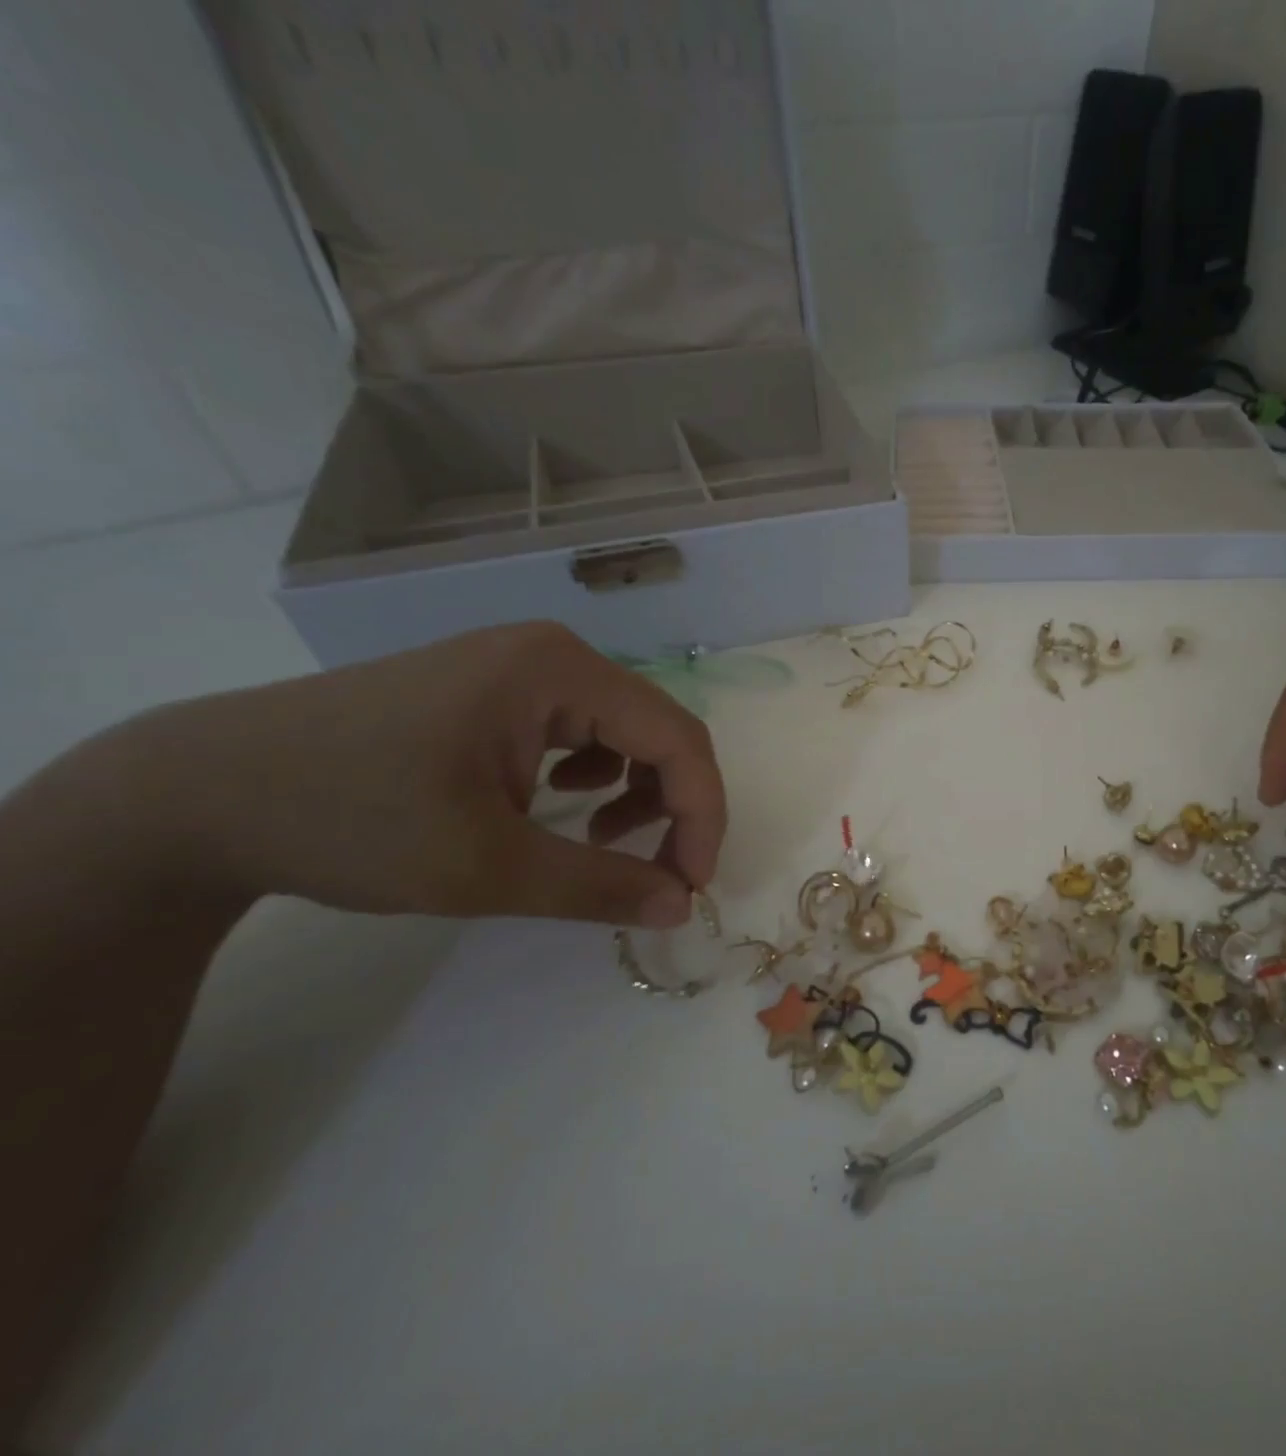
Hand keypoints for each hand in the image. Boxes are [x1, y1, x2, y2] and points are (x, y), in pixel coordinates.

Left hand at [115, 622, 726, 925]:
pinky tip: (558, 802)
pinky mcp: (495, 687)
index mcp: (559, 671)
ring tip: (600, 840)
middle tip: (658, 873)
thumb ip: (599, 886)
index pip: (677, 738)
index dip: (701, 814)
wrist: (197, 794)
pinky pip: (582, 727)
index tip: (689, 885)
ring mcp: (520, 665)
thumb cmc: (348, 821)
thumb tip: (682, 907)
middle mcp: (552, 653)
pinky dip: (596, 773)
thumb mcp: (485, 868)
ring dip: (637, 790)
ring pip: (626, 729)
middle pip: (658, 729)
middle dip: (674, 805)